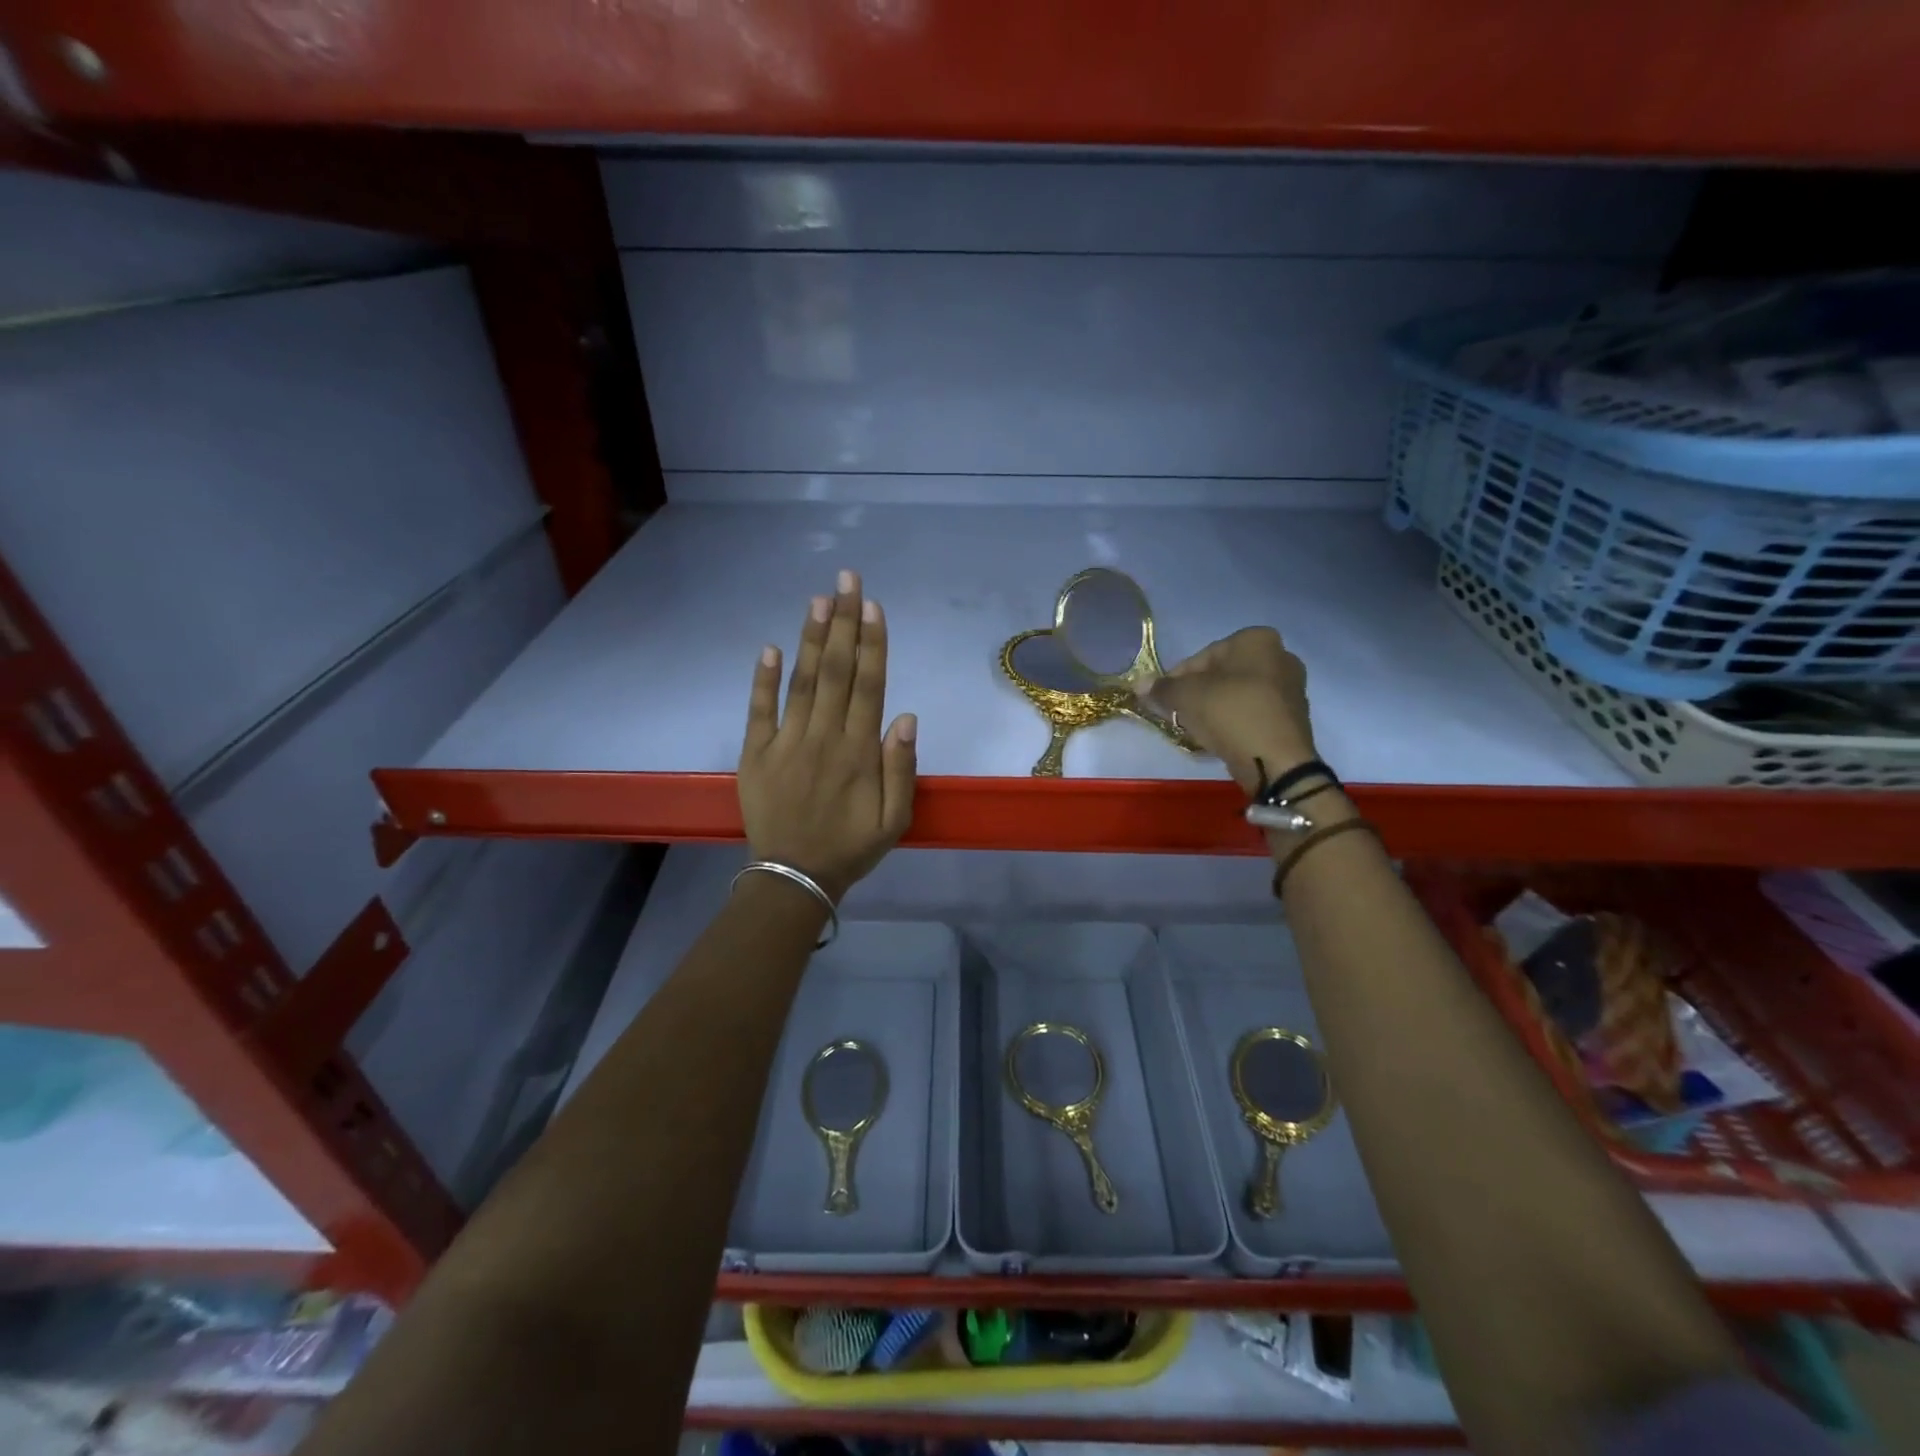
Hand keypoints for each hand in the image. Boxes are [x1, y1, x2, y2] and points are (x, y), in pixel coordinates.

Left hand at [739, 570, 916, 901]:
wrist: (794, 877)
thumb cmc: (851, 847)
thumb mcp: (894, 819)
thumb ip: (902, 768)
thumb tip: (906, 716)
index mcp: (859, 751)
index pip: (869, 686)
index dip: (872, 643)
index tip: (872, 605)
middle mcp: (823, 737)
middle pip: (837, 671)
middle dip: (843, 622)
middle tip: (846, 579)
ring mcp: (786, 742)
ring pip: (802, 681)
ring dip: (811, 638)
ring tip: (818, 599)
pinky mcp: (755, 753)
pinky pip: (758, 710)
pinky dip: (762, 679)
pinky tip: (770, 646)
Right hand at [1135, 627, 1317, 794]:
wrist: (1275, 760)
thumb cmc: (1230, 713)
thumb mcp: (1186, 696)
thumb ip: (1161, 688)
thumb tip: (1139, 684)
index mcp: (1256, 639)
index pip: (1202, 656)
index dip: (1177, 678)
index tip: (1163, 699)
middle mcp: (1280, 655)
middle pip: (1222, 674)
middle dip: (1197, 692)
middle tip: (1178, 714)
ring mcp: (1291, 687)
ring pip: (1238, 693)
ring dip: (1214, 707)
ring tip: (1196, 729)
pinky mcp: (1293, 717)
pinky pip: (1253, 712)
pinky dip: (1234, 721)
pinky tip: (1220, 738)